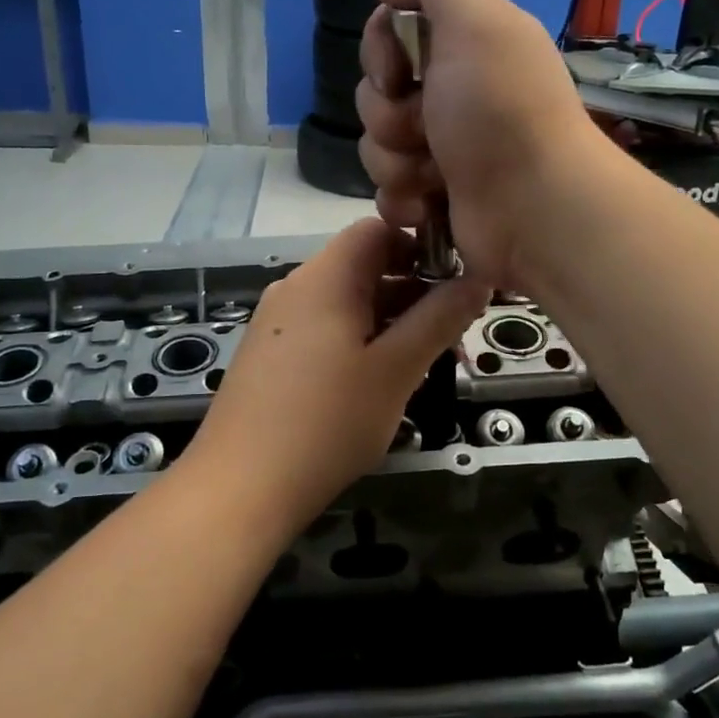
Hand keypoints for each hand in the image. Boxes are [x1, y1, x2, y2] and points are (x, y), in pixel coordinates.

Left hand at [188, 218, 488, 525]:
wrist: (240, 488)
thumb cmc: (327, 422)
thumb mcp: (396, 369)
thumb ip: (439, 319)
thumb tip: (478, 279)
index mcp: (325, 277)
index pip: (378, 230)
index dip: (422, 246)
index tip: (458, 282)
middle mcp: (297, 288)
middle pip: (366, 267)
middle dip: (416, 293)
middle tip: (454, 336)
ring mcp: (279, 323)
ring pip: (349, 304)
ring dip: (393, 324)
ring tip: (427, 367)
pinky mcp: (272, 355)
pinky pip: (327, 330)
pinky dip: (362, 343)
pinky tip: (383, 383)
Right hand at [356, 0, 604, 287]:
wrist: (535, 208)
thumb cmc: (502, 112)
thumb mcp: (478, 19)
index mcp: (463, 47)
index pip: (388, 35)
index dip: (380, 52)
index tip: (399, 73)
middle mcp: (451, 94)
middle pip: (375, 94)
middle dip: (390, 116)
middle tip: (429, 130)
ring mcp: (442, 149)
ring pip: (375, 146)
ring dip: (398, 162)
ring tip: (437, 176)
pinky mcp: (434, 197)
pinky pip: (386, 191)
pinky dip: (403, 199)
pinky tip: (429, 207)